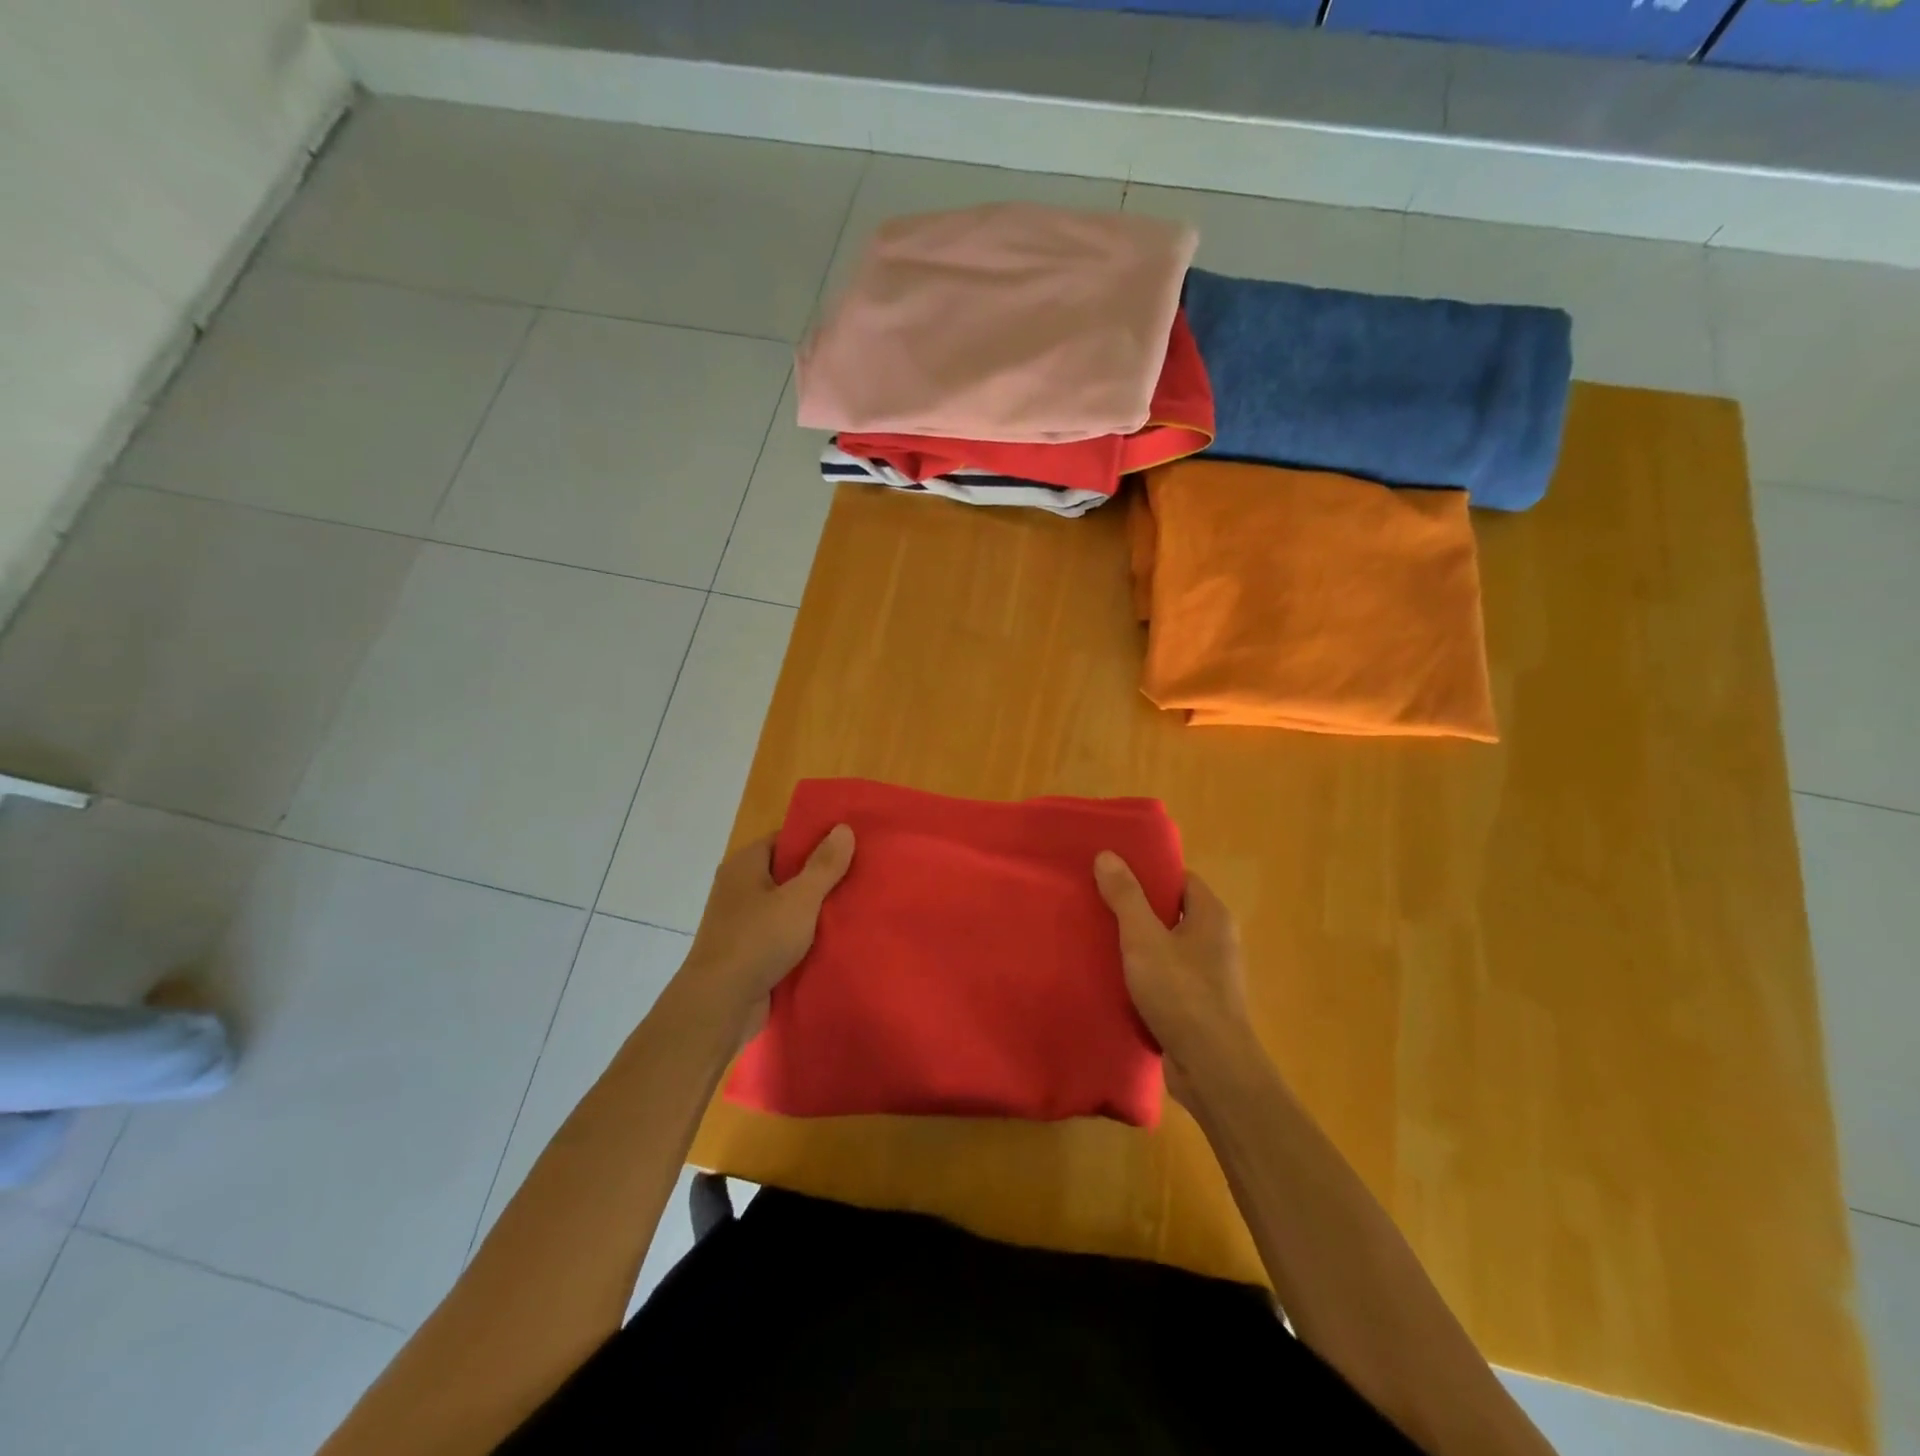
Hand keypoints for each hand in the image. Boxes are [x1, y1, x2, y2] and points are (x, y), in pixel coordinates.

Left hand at [683, 826, 855, 1039]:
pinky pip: (780, 934)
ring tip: (853, 906)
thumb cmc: (758, 940)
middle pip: (786, 872)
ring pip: (785, 906)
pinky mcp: (747, 951)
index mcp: (744, 865)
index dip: (815, 840)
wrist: (720, 1004)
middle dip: (819, 876)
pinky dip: (802, 935)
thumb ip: (824, 865)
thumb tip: (843, 827)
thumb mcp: (800, 898)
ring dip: (812, 909)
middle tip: (859, 875)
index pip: (783, 839)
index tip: (848, 845)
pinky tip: (832, 939)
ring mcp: (740, 922)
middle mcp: (738, 888)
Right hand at [1094, 852, 1249, 1105]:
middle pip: (1172, 912)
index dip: (1149, 873)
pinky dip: (1144, 975)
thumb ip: (1126, 896)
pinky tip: (1115, 978)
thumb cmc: (1181, 993)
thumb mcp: (1144, 938)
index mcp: (1212, 917)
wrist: (1211, 1068)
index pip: (1181, 879)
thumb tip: (1108, 854)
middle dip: (1137, 908)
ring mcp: (1210, 976)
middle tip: (1098, 902)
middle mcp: (1217, 941)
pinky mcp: (1197, 1006)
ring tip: (1098, 938)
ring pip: (1167, 947)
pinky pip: (1167, 978)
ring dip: (1138, 944)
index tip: (1114, 872)